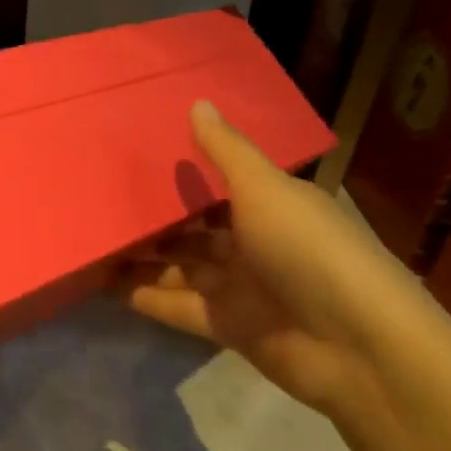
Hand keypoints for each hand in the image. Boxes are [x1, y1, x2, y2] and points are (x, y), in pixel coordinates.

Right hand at [123, 100, 427, 416]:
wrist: (359, 349)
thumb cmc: (310, 252)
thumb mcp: (266, 190)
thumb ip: (226, 151)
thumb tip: (197, 101)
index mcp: (270, 205)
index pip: (217, 185)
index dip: (179, 173)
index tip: (132, 158)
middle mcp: (254, 242)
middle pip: (192, 228)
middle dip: (152, 218)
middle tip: (98, 201)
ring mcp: (240, 286)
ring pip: (179, 266)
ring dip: (141, 258)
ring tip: (91, 241)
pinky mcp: (227, 325)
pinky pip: (177, 305)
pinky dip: (145, 296)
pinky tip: (103, 283)